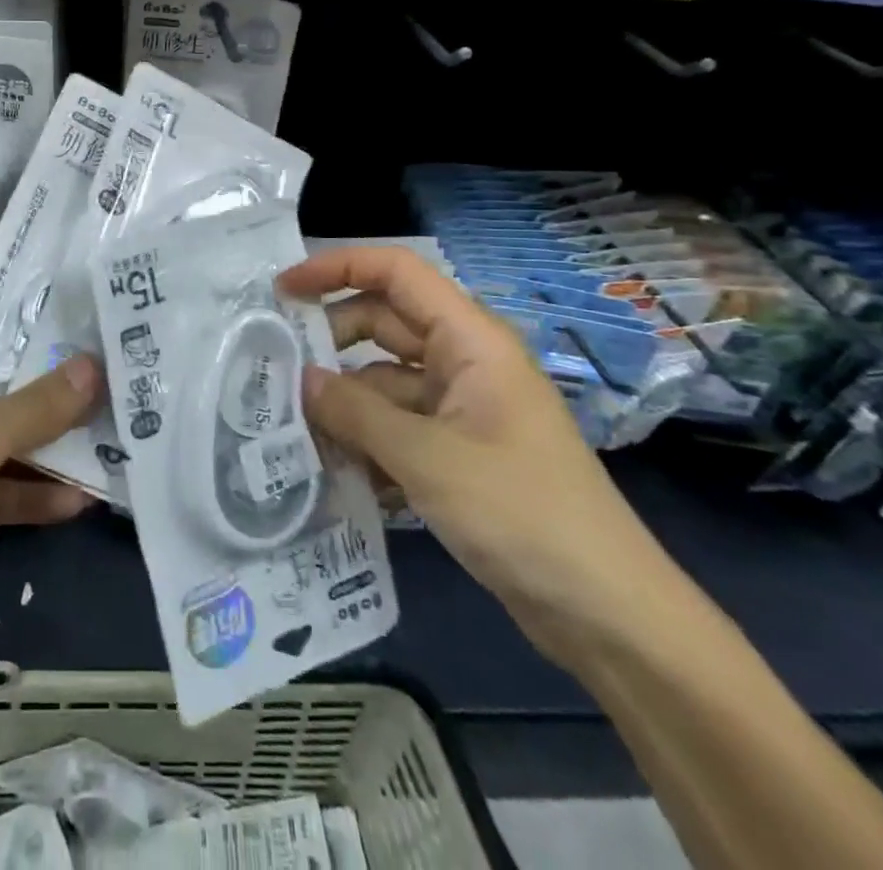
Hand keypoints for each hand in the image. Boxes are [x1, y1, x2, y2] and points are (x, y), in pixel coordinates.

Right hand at [278, 246, 680, 667]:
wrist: (607, 614)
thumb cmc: (522, 513)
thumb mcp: (426, 458)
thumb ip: (355, 412)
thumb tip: (300, 380)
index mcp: (470, 340)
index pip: (396, 272)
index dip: (336, 267)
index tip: (283, 290)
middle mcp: (464, 362)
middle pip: (382, 324)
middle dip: (329, 340)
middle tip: (274, 366)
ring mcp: (461, 408)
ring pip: (384, 380)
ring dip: (342, 398)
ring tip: (290, 424)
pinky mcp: (457, 452)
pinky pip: (397, 425)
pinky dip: (364, 438)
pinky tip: (331, 469)